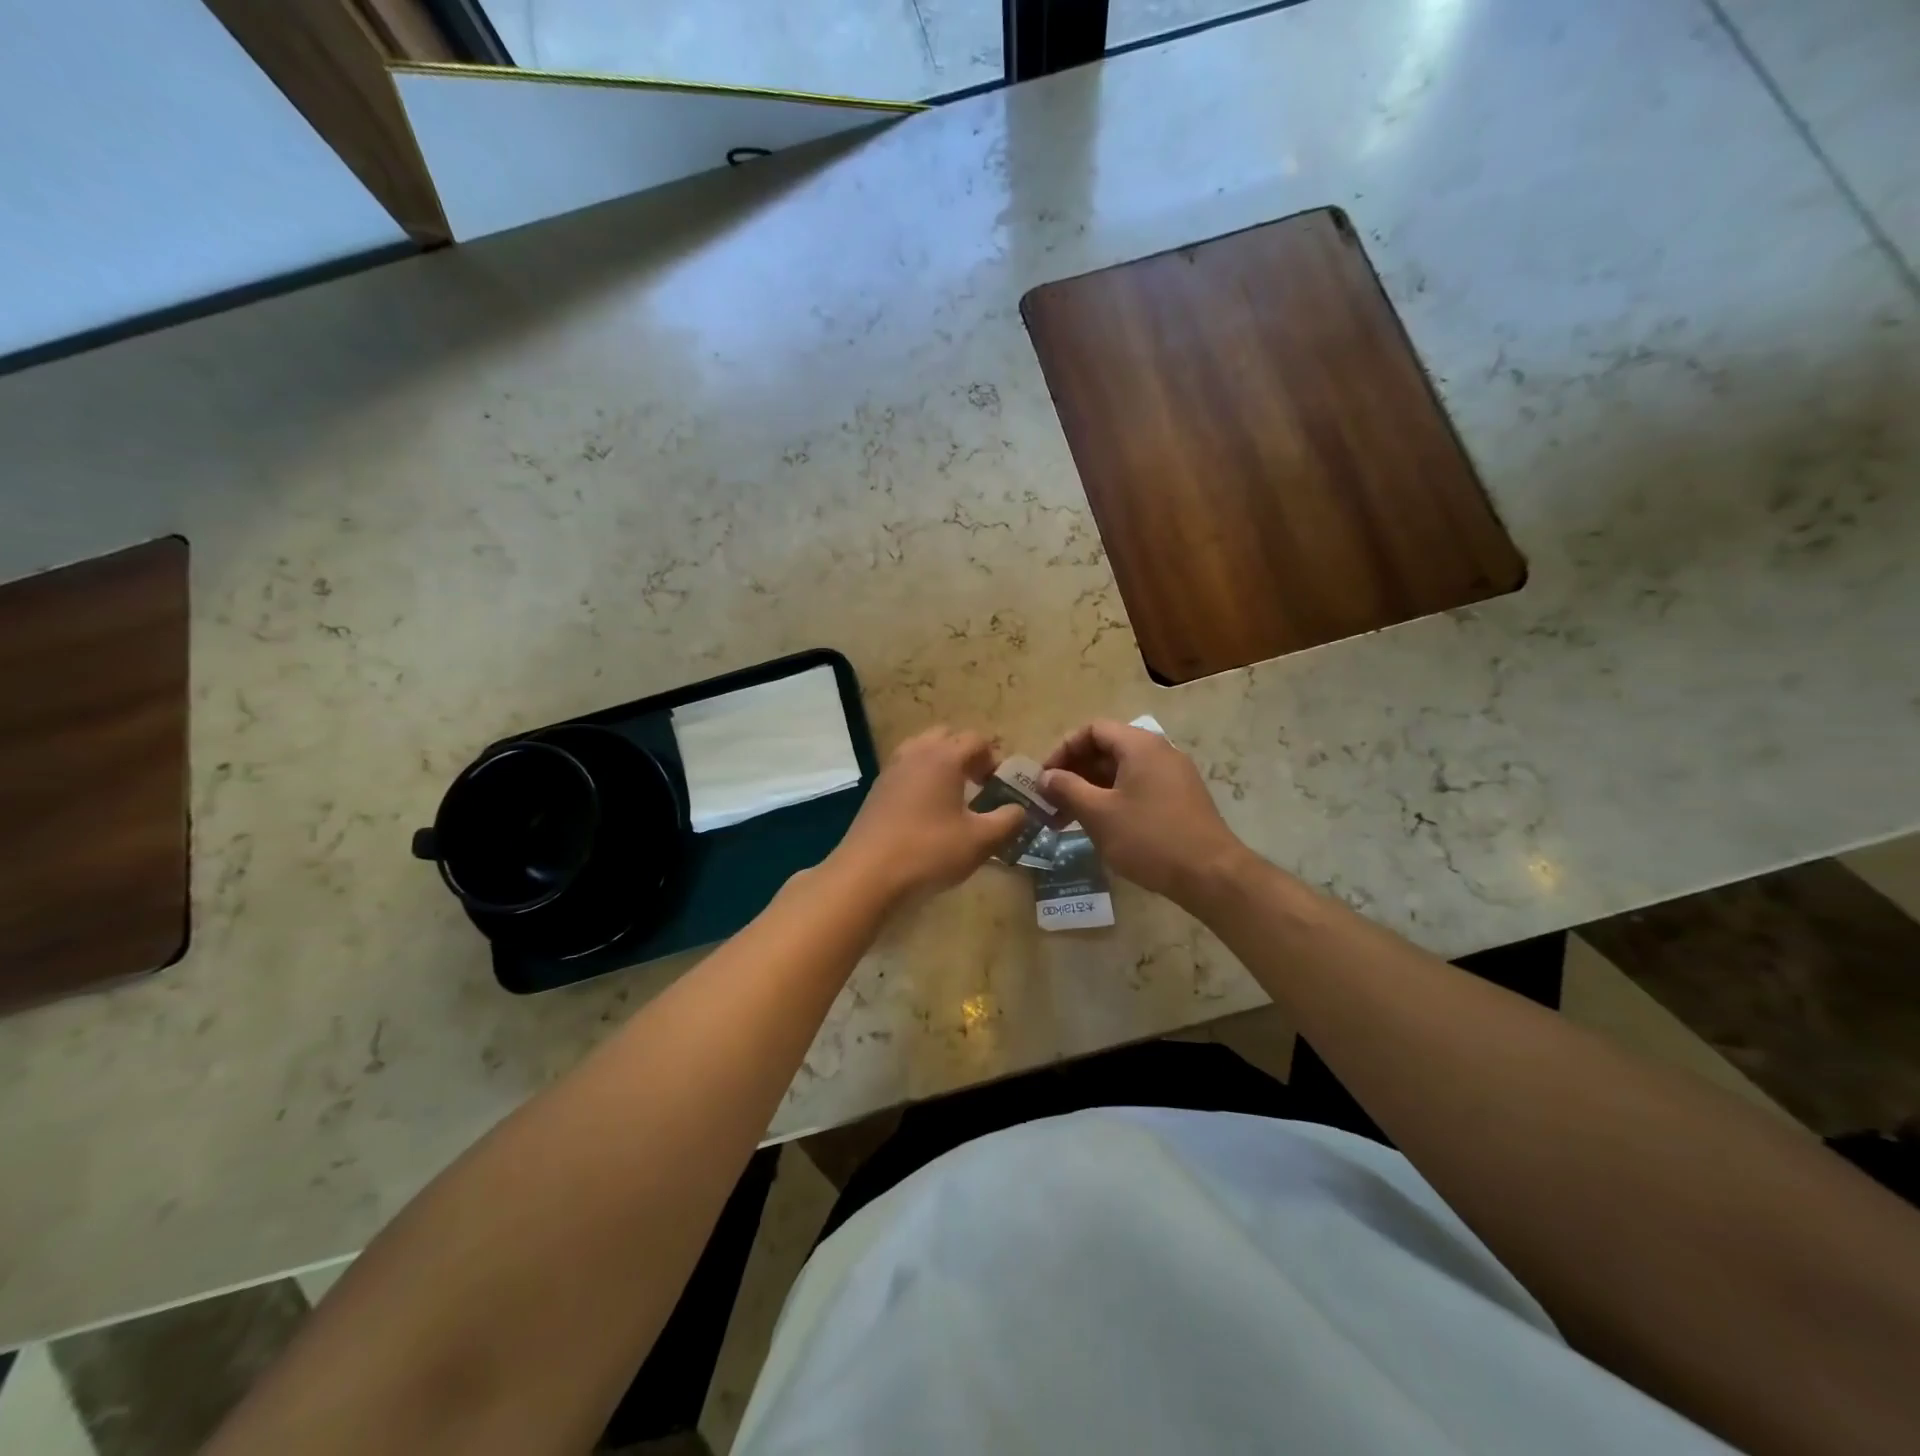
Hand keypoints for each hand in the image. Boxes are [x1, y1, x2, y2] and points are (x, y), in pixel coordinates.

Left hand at [826, 727, 1026, 905]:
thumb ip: (1008, 821)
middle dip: (966, 754)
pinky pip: (906, 769)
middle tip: (978, 785)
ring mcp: (892, 769)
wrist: (867, 874)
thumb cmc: (929, 852)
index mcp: (944, 757)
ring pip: (922, 749)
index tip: (1000, 787)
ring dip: (941, 764)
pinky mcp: (877, 789)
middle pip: (947, 736)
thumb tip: (1020, 810)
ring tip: (953, 796)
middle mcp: (916, 753)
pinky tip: (927, 811)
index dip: (994, 759)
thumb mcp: (980, 841)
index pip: (976, 740)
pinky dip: (921, 777)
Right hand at [1042, 720, 1250, 905]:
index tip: (1045, 778)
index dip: (1064, 749)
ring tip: (1067, 818)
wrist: (1211, 874)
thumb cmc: (1149, 838)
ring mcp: (1173, 776)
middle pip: (1107, 748)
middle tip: (1051, 801)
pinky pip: (1138, 787)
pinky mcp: (1179, 799)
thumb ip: (1067, 789)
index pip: (1093, 729)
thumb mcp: (1099, 813)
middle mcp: (1159, 752)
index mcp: (1140, 746)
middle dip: (1075, 772)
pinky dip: (1113, 799)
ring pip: (1121, 772)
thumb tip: (1046, 776)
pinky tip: (1099, 826)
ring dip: (1091, 789)